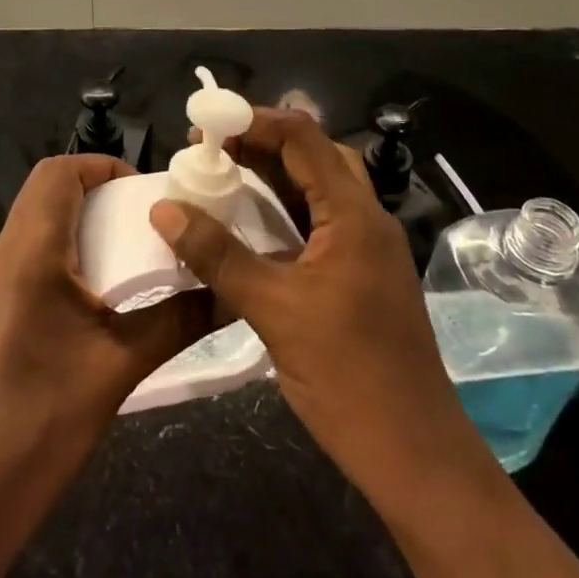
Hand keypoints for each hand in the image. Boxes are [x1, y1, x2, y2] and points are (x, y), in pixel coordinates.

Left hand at [0, 155, 211, 577]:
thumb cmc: (47, 419)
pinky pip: (32, 245)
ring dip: (81, 213)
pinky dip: (66, 241)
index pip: (58, 172)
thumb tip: (229, 291)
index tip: (145, 191)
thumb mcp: (123, 365)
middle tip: (142, 215)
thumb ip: (179, 319)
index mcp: (32, 252)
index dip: (102, 166)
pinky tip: (101, 283)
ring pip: (37, 214)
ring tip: (129, 245)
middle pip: (45, 186)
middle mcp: (8, 252)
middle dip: (95, 185)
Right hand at [148, 109, 496, 516]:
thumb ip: (218, 256)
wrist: (415, 456)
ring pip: (318, 188)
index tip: (206, 124)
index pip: (304, 138)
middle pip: (315, 155)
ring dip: (273, 174)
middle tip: (211, 148)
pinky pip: (319, 221)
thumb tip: (164, 209)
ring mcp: (366, 248)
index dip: (254, 121)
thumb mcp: (274, 311)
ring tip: (221, 173)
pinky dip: (283, 210)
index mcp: (355, 215)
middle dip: (262, 142)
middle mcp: (366, 219)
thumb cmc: (348, 376)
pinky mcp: (360, 274)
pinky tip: (249, 224)